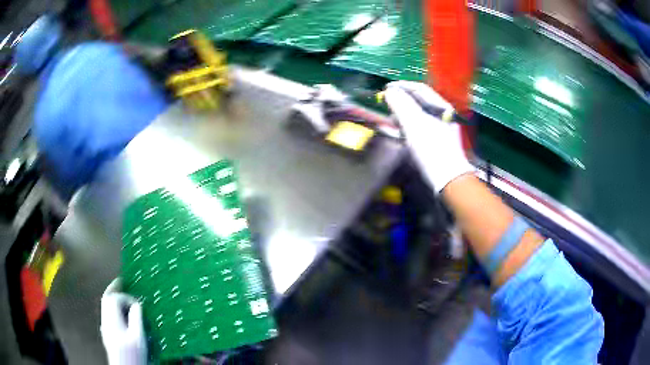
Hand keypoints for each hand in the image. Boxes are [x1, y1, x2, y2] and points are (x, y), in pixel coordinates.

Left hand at [100, 278, 146, 364]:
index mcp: (112, 320)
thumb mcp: (139, 338)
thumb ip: (136, 319)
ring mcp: (105, 327)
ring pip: (105, 307)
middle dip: (114, 289)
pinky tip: (120, 313)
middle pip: (106, 300)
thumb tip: (137, 305)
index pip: (114, 300)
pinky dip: (113, 308)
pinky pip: (107, 314)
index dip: (126, 298)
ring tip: (121, 294)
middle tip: (121, 281)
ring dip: (113, 298)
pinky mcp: (107, 334)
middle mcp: (106, 321)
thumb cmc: (133, 355)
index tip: (138, 304)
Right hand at [384, 81, 473, 191]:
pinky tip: (403, 133)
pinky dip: (410, 126)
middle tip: (387, 103)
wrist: (448, 179)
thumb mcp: (414, 124)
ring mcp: (442, 128)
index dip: (402, 86)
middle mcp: (443, 114)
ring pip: (420, 114)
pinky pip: (422, 127)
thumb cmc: (432, 149)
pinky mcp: (439, 141)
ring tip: (392, 119)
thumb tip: (390, 91)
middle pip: (420, 101)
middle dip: (402, 100)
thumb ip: (401, 104)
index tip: (386, 89)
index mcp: (441, 106)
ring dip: (404, 114)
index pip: (420, 89)